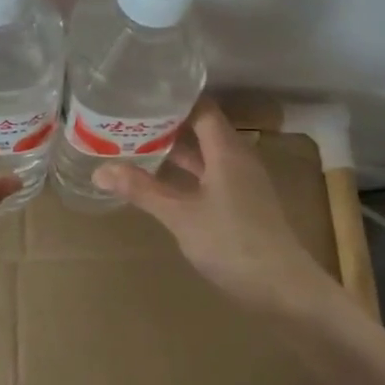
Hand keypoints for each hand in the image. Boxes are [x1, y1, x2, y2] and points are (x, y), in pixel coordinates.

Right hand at [96, 104, 330, 313]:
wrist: (283, 289)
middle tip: (129, 119)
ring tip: (138, 144)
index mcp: (227, 150)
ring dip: (176, 149)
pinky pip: (211, 174)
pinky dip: (187, 172)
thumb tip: (100, 170)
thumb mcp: (180, 216)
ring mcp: (242, 182)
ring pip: (206, 154)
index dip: (172, 99)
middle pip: (202, 128)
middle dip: (167, 123)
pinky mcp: (243, 203)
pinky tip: (163, 181)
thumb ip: (142, 190)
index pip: (201, 108)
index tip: (140, 95)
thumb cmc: (232, 244)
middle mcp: (238, 158)